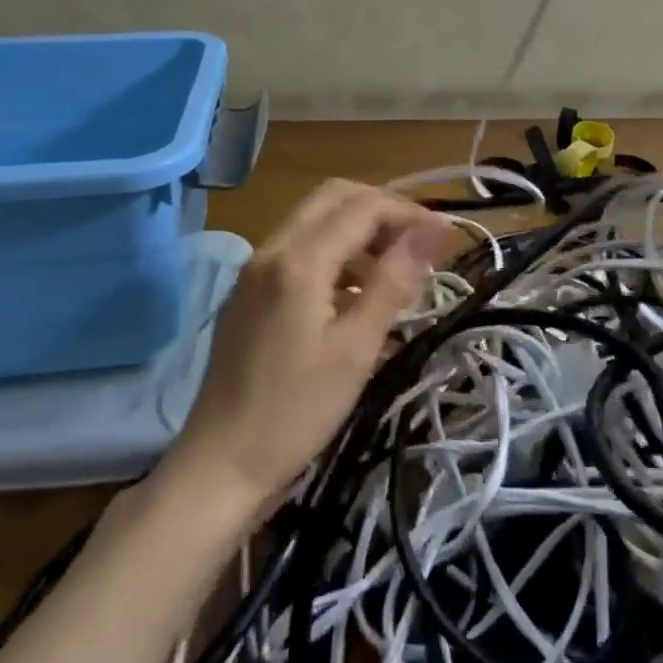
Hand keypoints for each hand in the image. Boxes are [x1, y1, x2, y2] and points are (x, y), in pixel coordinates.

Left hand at [169, 180, 448, 504]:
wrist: (219, 465)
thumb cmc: (296, 412)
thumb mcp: (356, 349)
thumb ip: (393, 282)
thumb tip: (430, 231)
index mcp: (298, 260)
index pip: (363, 207)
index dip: (408, 213)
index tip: (443, 236)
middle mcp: (272, 249)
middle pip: (334, 197)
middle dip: (381, 208)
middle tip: (417, 243)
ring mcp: (254, 268)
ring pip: (314, 218)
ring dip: (357, 227)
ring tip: (393, 269)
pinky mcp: (248, 290)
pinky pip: (296, 246)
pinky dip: (332, 250)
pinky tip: (353, 292)